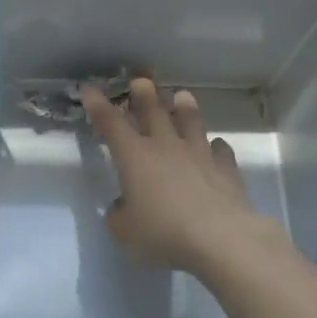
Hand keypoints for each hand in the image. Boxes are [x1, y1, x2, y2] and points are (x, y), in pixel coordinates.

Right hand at [82, 77, 275, 272]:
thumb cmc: (163, 234)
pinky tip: (215, 147)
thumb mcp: (125, 232)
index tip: (90, 89)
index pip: (111, 124)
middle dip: (144, 94)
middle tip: (140, 79)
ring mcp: (199, 155)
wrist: (220, 238)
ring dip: (184, 108)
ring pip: (191, 122)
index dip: (98, 106)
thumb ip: (119, 215)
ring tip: (182, 95)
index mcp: (135, 158)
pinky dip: (215, 147)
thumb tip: (124, 205)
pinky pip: (220, 150)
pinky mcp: (226, 169)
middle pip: (154, 112)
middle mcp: (166, 147)